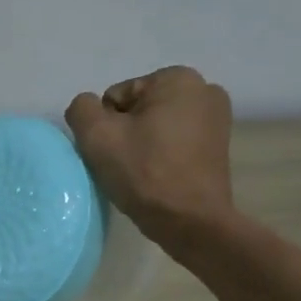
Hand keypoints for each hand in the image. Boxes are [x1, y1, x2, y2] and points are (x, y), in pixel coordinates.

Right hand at [64, 66, 236, 240]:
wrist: (190, 222)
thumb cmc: (144, 173)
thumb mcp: (97, 136)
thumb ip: (82, 109)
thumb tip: (88, 108)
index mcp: (177, 78)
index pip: (116, 97)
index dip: (106, 126)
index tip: (115, 153)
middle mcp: (204, 89)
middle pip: (137, 109)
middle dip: (126, 133)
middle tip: (125, 165)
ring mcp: (216, 117)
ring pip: (155, 126)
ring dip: (142, 144)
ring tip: (142, 173)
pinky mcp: (218, 144)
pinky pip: (174, 141)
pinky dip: (161, 154)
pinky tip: (159, 176)